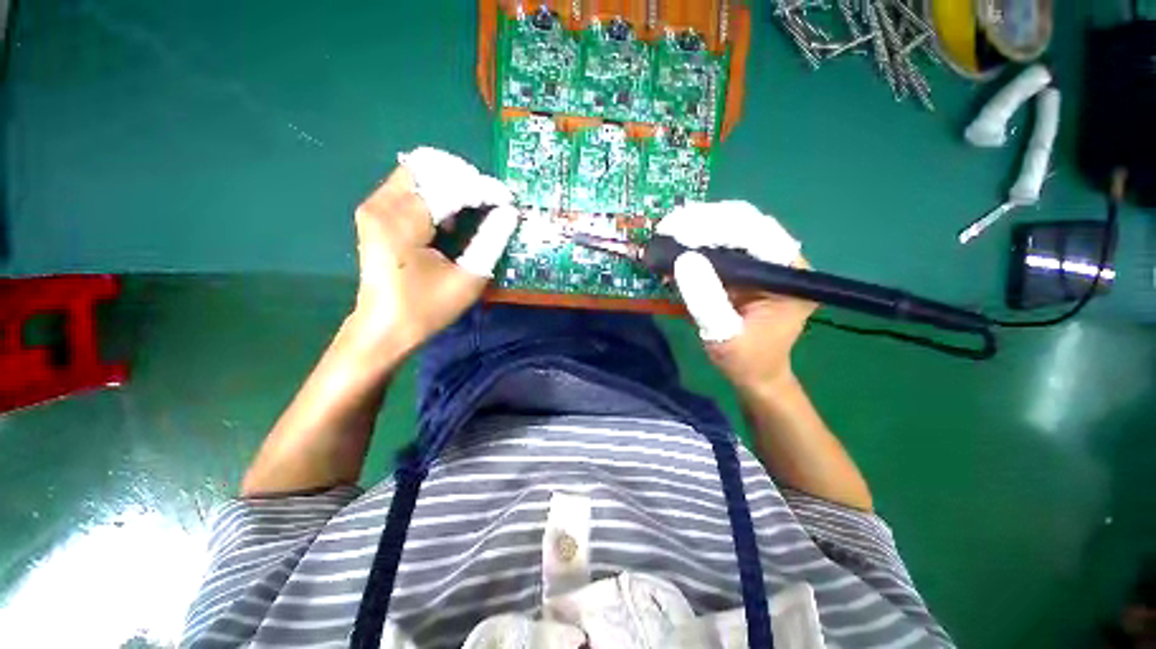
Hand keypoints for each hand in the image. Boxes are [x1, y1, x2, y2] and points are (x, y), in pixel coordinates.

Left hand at [349, 147, 518, 355]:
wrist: (383, 328)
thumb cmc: (426, 309)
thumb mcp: (468, 279)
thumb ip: (491, 241)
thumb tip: (509, 213)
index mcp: (402, 223)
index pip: (450, 188)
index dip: (483, 189)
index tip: (508, 199)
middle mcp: (382, 205)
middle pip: (428, 165)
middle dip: (464, 177)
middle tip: (489, 199)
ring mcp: (374, 206)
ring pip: (418, 171)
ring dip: (450, 182)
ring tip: (474, 206)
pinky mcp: (375, 213)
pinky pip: (410, 185)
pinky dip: (436, 191)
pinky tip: (451, 216)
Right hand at [657, 201, 814, 392]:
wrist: (755, 374)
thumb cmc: (746, 360)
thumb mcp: (723, 335)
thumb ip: (706, 300)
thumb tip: (683, 259)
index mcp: (790, 275)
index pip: (758, 235)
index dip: (719, 226)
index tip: (681, 228)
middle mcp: (781, 261)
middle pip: (745, 225)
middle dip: (705, 221)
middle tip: (669, 226)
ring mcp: (763, 262)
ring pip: (732, 230)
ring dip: (699, 228)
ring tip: (668, 231)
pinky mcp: (746, 268)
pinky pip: (722, 246)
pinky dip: (698, 243)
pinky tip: (676, 245)